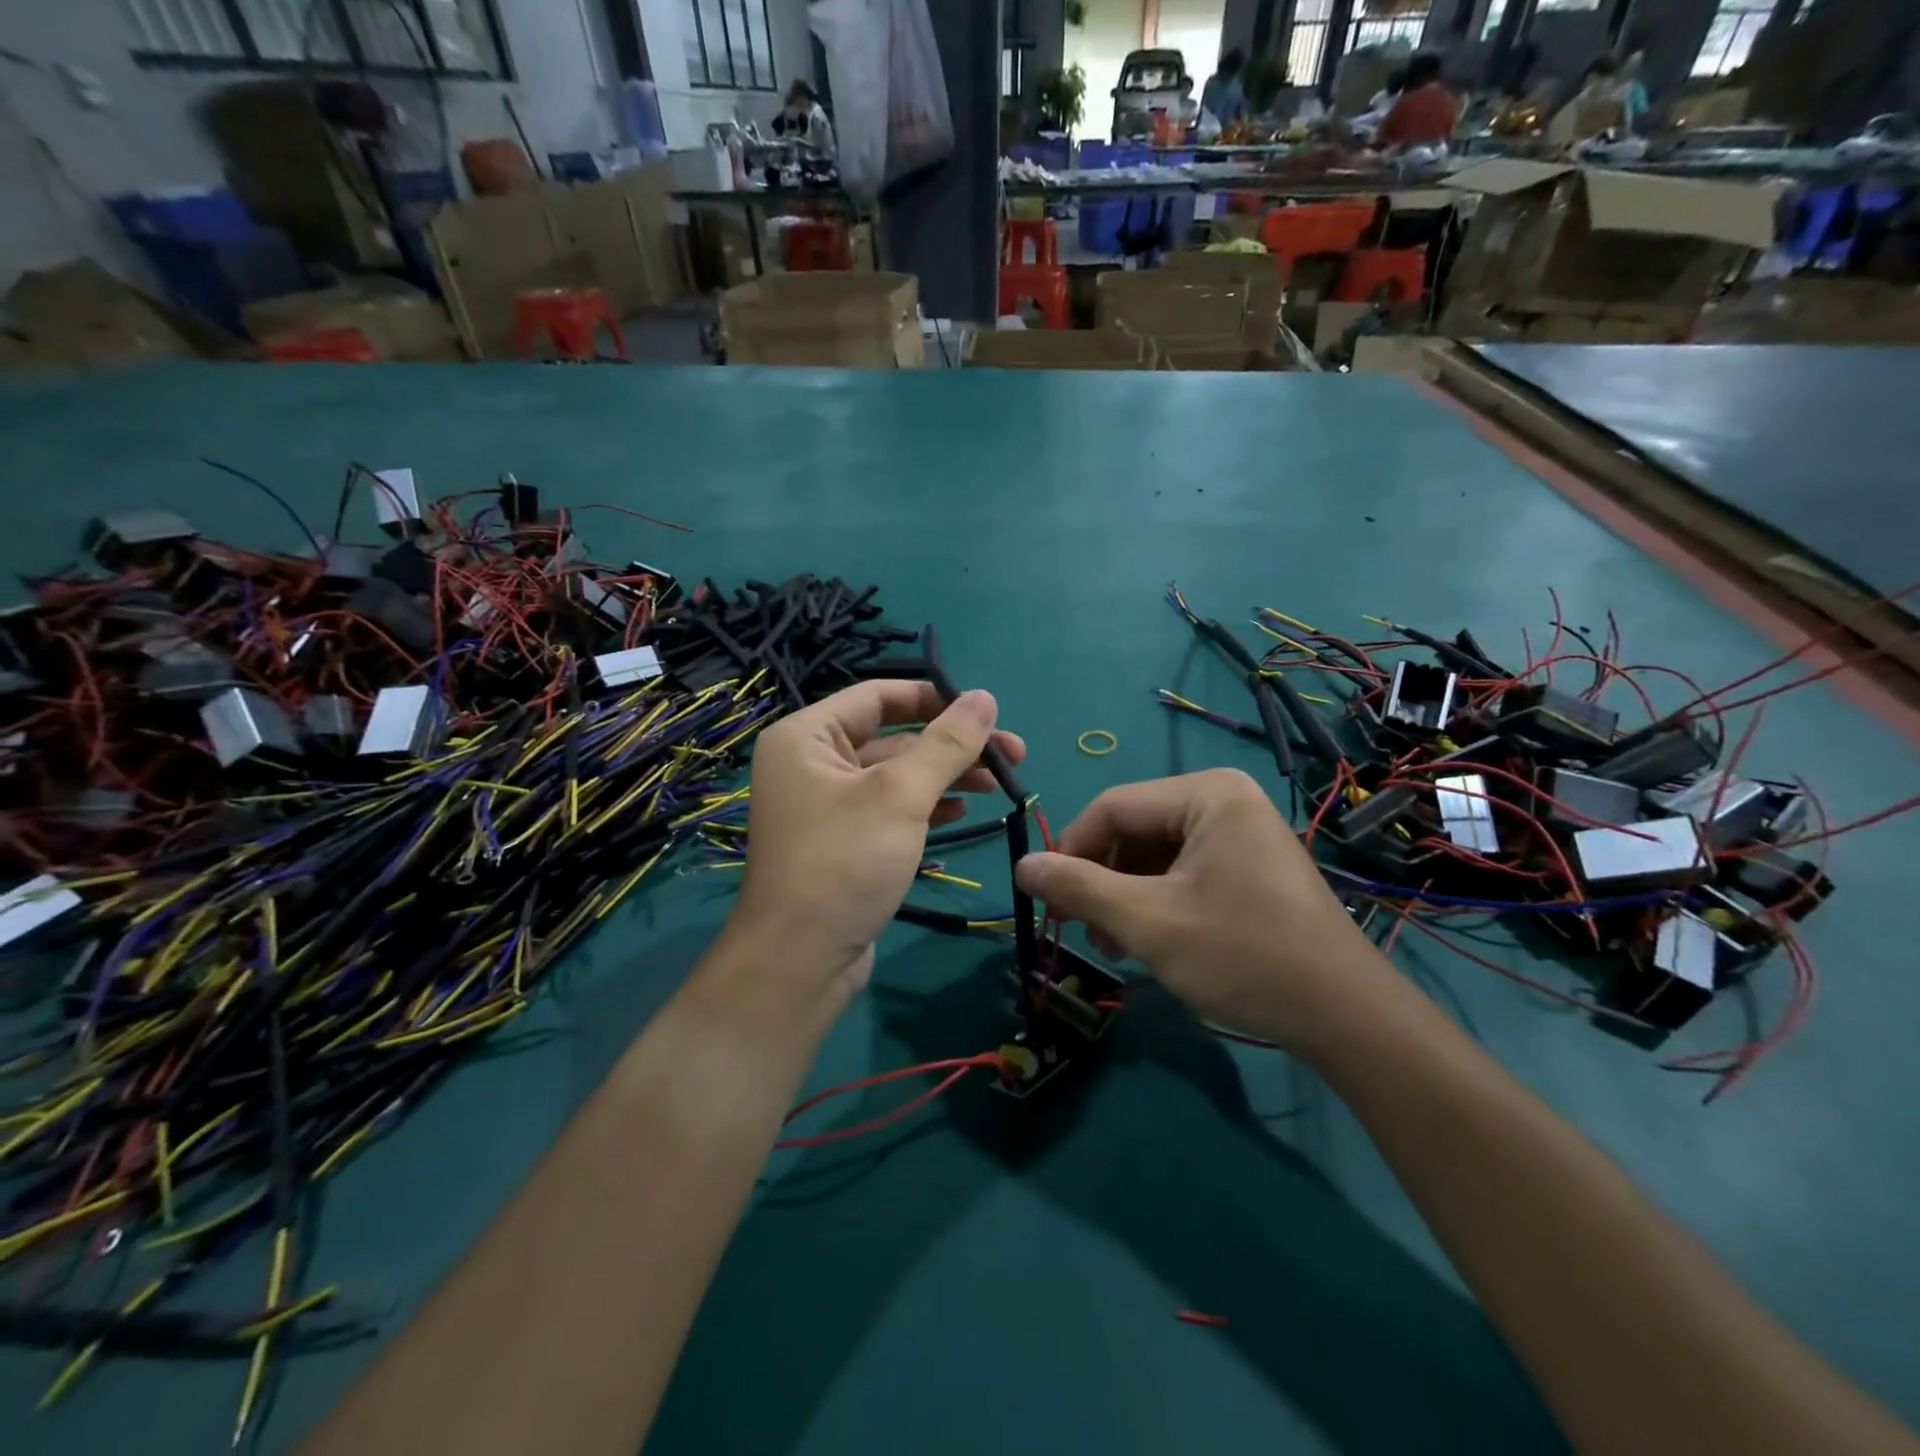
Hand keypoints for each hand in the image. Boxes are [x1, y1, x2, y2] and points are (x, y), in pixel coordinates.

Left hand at [732, 680, 1024, 995]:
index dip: (935, 697)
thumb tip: (985, 697)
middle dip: (951, 744)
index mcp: (807, 736)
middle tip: (1012, 754)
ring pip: (896, 774)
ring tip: (999, 783)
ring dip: (946, 775)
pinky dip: (925, 805)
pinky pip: (889, 808)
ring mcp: (827, 805)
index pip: (878, 696)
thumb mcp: (900, 796)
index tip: (987, 710)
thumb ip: (946, 743)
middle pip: (893, 735)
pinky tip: (961, 811)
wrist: (800, 961)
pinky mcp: (844, 841)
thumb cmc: (844, 862)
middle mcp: (811, 763)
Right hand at [1015, 769, 1387, 1053]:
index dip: (1070, 850)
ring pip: (1156, 855)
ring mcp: (1242, 833)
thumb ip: (1078, 888)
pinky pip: (1184, 871)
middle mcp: (1225, 799)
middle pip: (1134, 830)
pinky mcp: (1250, 865)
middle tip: (1082, 931)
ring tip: (1114, 946)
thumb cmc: (1242, 955)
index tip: (1046, 899)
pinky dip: (1157, 902)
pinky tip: (1148, 942)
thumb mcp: (1147, 922)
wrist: (1345, 1016)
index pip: (1112, 807)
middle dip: (1102, 881)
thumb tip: (1021, 867)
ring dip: (1125, 897)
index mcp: (1206, 793)